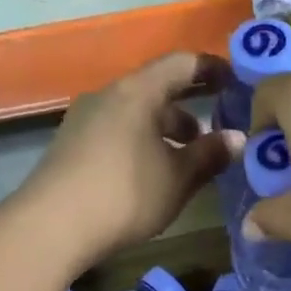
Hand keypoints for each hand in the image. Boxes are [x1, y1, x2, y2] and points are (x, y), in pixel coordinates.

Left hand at [17, 53, 238, 267]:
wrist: (52, 226)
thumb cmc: (126, 194)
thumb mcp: (178, 178)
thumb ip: (210, 155)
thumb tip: (237, 138)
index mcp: (138, 92)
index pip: (181, 64)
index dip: (211, 69)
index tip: (235, 81)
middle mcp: (109, 95)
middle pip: (156, 90)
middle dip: (189, 109)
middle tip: (216, 132)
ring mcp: (85, 120)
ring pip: (136, 115)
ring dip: (165, 131)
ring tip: (187, 160)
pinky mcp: (72, 146)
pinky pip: (118, 132)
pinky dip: (143, 143)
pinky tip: (154, 174)